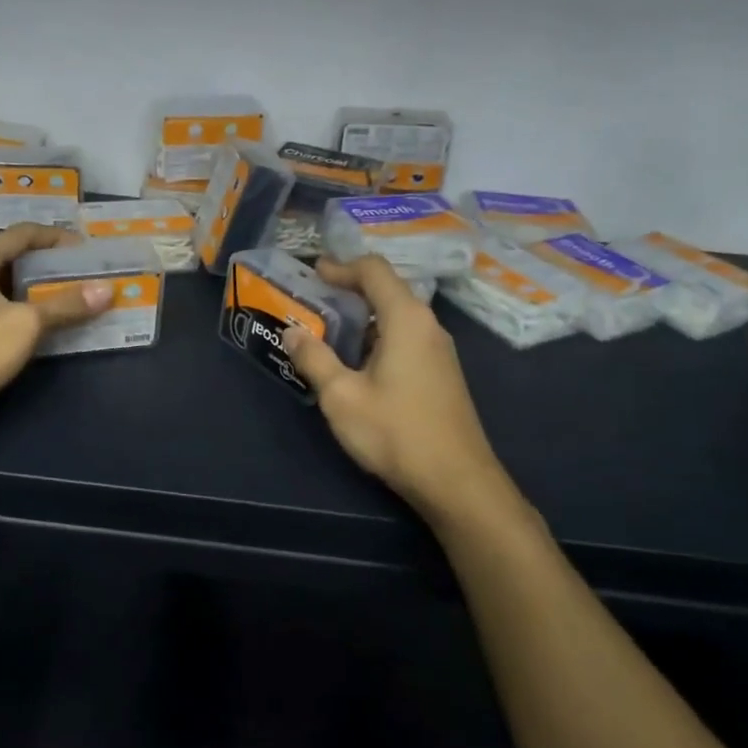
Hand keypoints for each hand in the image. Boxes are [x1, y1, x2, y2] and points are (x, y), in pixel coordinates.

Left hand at [0, 224, 111, 428]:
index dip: (57, 238)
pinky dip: (17, 305)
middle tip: (82, 275)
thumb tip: (106, 289)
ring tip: (67, 297)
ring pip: (2, 281)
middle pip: (11, 256)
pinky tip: (37, 323)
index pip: (23, 234)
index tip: (87, 250)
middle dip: (48, 264)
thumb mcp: (25, 326)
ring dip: (34, 288)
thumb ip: (65, 305)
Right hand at [282, 256, 509, 517]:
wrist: (456, 481)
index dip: (341, 266)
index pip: (374, 270)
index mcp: (406, 319)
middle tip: (312, 299)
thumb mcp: (341, 396)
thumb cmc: (395, 432)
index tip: (312, 273)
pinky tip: (355, 361)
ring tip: (326, 329)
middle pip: (387, 289)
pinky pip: (405, 337)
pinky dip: (376, 335)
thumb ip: (314, 359)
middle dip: (348, 289)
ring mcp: (438, 350)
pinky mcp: (440, 373)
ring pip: (396, 316)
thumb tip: (292, 331)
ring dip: (361, 316)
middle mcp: (427, 325)